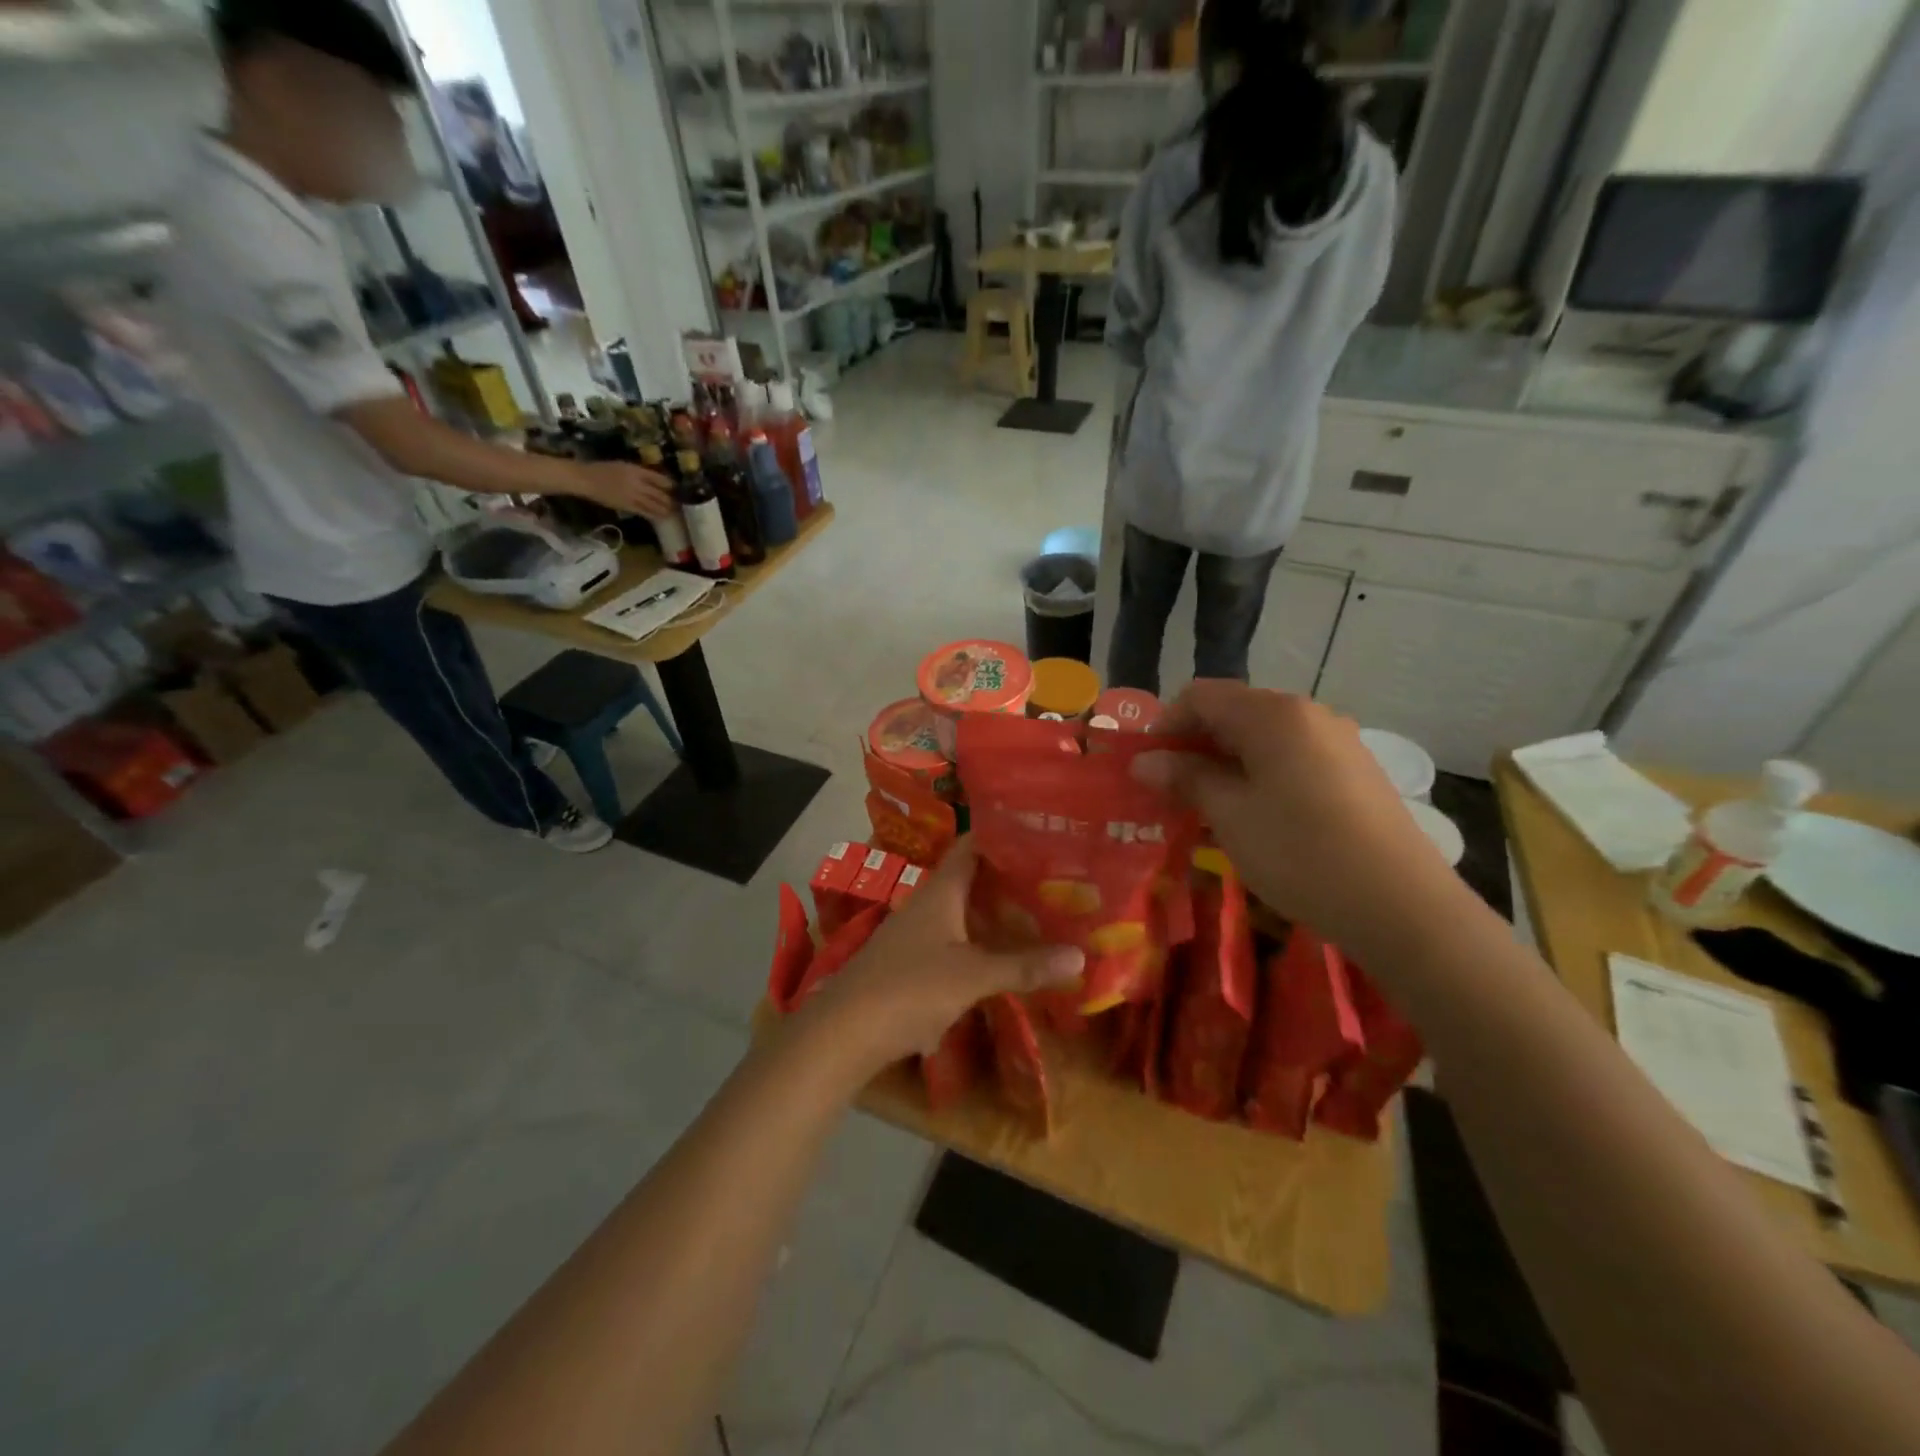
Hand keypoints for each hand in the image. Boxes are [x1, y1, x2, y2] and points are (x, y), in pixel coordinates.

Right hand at [571, 461, 676, 520]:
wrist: (586, 479)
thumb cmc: (603, 469)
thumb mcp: (624, 465)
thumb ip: (639, 472)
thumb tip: (654, 480)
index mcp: (637, 470)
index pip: (660, 479)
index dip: (670, 485)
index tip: (676, 489)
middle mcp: (638, 483)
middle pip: (660, 494)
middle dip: (671, 500)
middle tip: (679, 504)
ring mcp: (633, 496)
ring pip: (655, 505)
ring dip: (666, 510)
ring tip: (673, 513)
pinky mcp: (628, 506)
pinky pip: (645, 512)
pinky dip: (654, 515)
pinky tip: (661, 518)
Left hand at [795, 839, 1082, 1077]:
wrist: (843, 1033)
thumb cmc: (909, 989)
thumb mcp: (972, 977)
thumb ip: (1023, 966)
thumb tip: (1080, 956)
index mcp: (940, 891)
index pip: (972, 846)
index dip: (1002, 835)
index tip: (1039, 833)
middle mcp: (926, 904)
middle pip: (970, 879)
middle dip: (1007, 878)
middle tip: (1052, 878)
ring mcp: (915, 934)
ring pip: (961, 912)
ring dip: (993, 912)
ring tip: (1036, 914)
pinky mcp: (909, 963)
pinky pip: (952, 940)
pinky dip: (978, 942)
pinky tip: (1000, 957)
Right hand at [1133, 681, 1450, 956]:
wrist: (1402, 906)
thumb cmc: (1300, 853)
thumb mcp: (1230, 815)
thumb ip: (1186, 778)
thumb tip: (1145, 761)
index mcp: (1273, 714)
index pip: (1201, 696)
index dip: (1164, 725)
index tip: (1146, 767)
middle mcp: (1308, 713)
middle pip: (1233, 712)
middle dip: (1193, 746)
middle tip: (1170, 791)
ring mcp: (1337, 741)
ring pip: (1263, 738)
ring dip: (1225, 763)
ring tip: (1207, 808)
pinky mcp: (1355, 771)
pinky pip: (1292, 758)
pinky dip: (1259, 775)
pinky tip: (1254, 817)